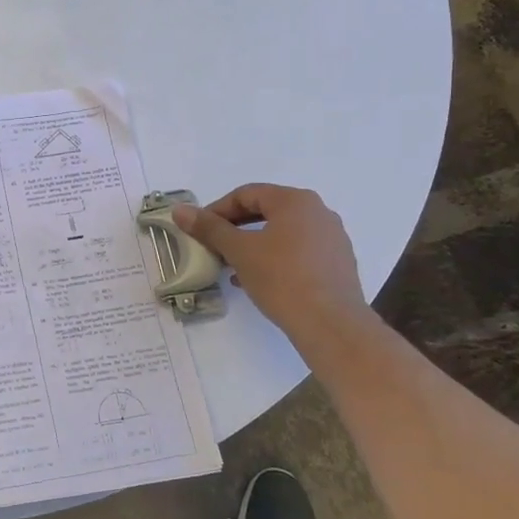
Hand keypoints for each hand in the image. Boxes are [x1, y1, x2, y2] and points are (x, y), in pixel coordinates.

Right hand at [172, 184, 377, 352]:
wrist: (331, 325)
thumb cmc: (282, 278)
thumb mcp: (239, 251)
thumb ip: (209, 228)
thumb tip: (180, 210)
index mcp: (295, 201)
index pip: (247, 194)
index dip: (218, 210)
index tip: (199, 230)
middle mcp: (319, 212)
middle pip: (266, 211)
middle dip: (235, 228)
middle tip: (213, 247)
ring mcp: (332, 238)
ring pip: (282, 233)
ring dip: (253, 245)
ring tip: (232, 267)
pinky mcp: (338, 264)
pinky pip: (298, 252)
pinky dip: (274, 259)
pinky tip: (257, 280)